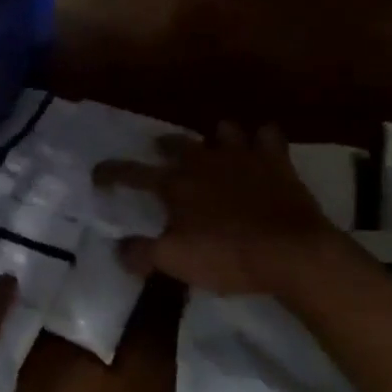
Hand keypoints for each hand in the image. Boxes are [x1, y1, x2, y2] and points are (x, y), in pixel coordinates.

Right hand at [93, 123, 342, 295]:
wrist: (293, 252)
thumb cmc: (228, 256)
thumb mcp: (176, 262)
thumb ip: (142, 253)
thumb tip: (119, 248)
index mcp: (174, 184)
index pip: (131, 173)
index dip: (111, 173)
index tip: (98, 174)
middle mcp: (203, 161)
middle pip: (175, 143)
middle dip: (163, 146)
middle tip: (158, 152)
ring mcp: (242, 156)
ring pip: (222, 130)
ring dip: (214, 136)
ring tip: (212, 147)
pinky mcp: (276, 161)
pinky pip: (267, 136)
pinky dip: (261, 139)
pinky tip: (260, 148)